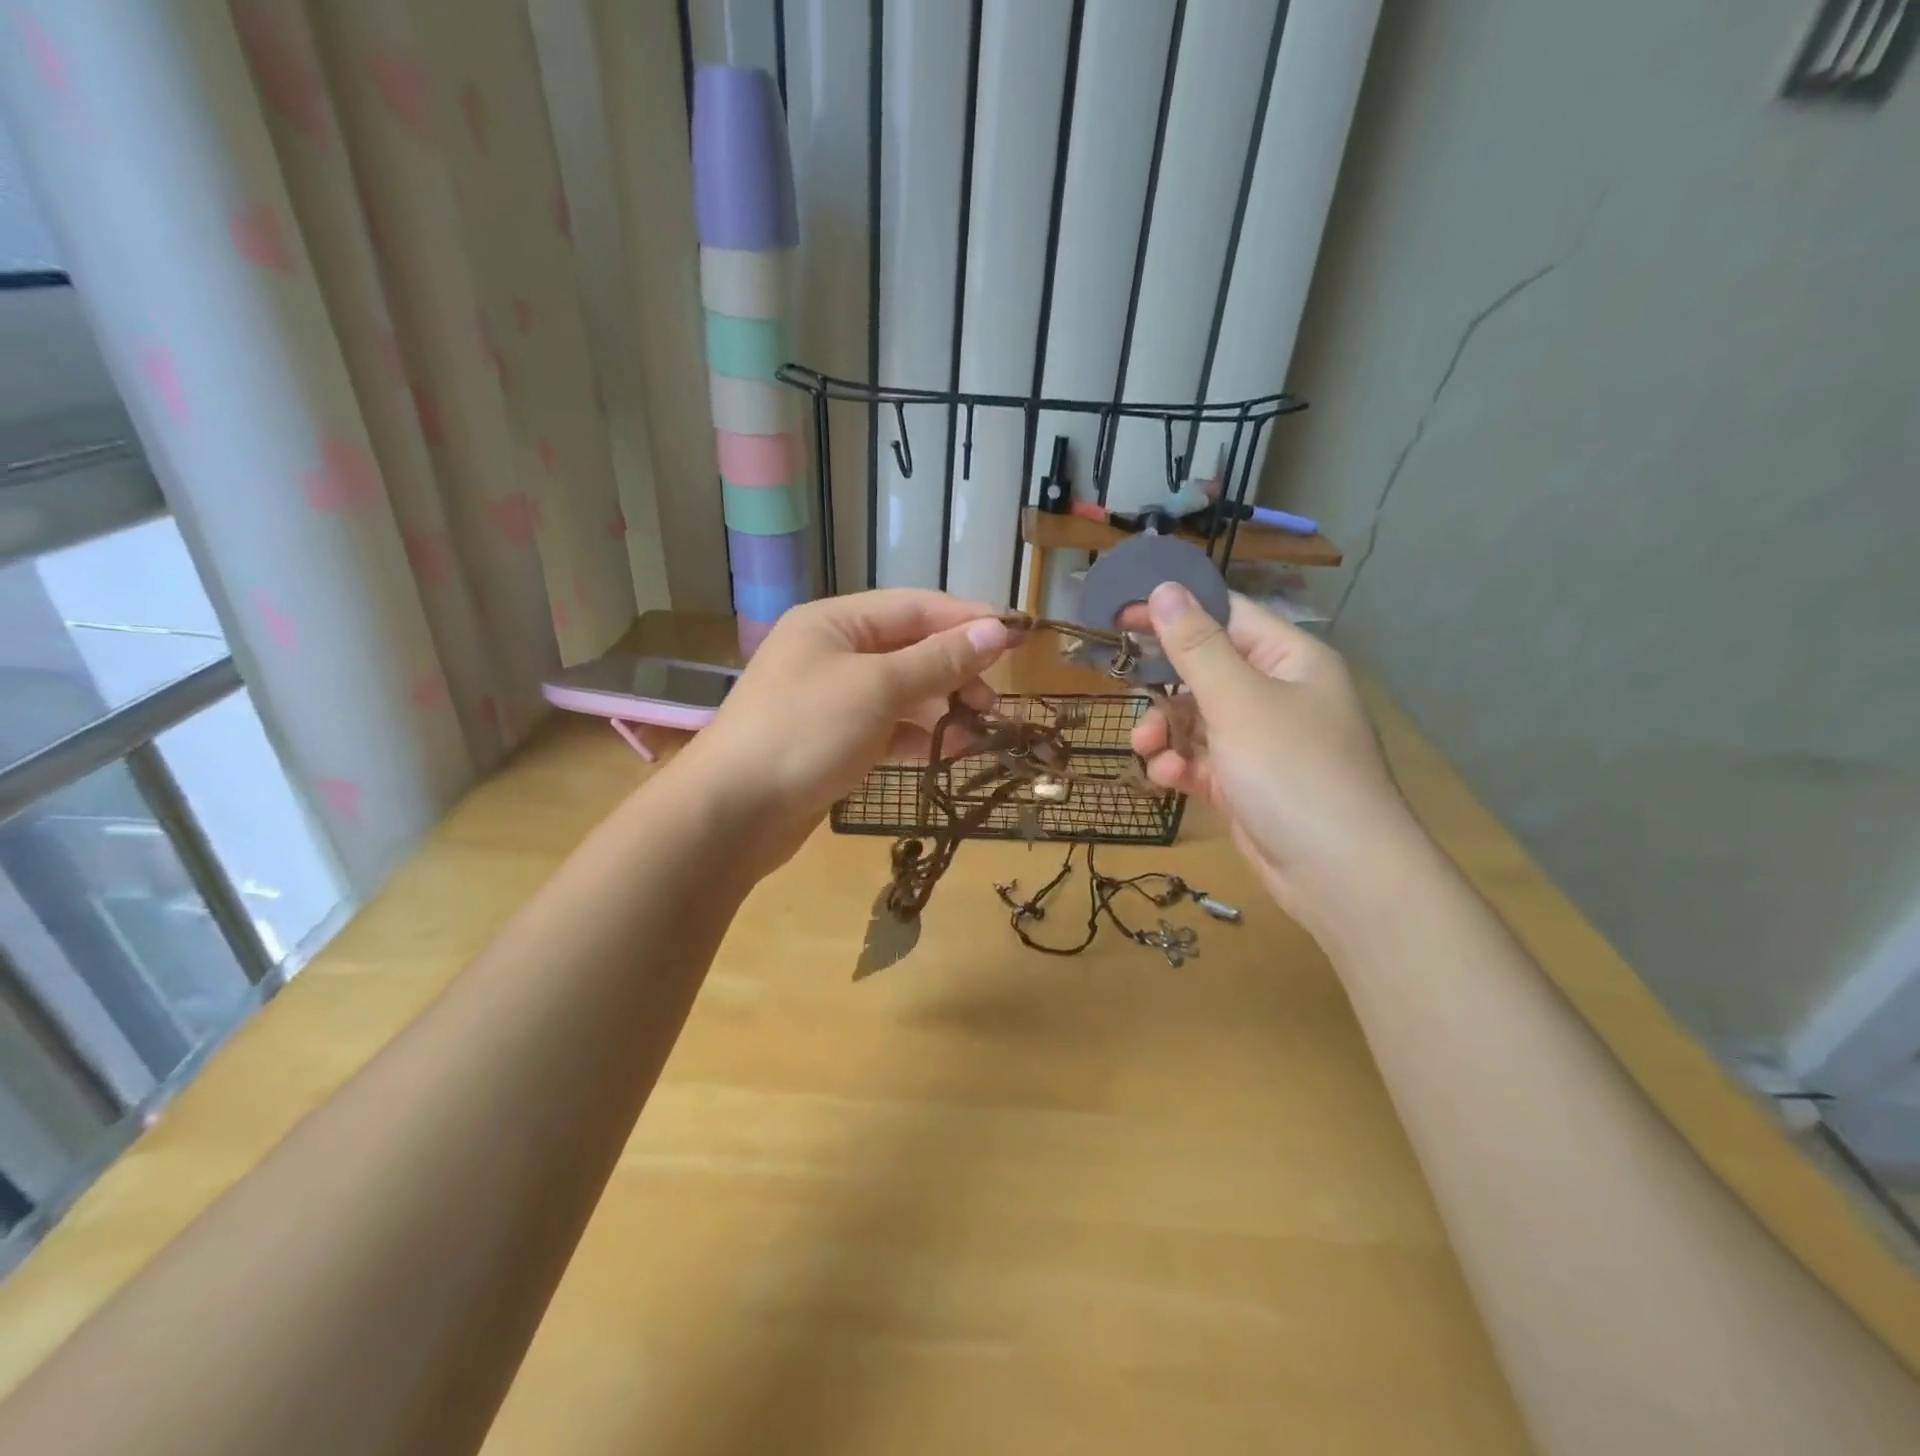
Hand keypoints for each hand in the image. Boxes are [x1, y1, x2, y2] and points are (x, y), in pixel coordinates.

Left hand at [677, 591, 1011, 873]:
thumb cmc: (804, 732)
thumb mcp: (877, 688)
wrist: (732, 814)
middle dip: (956, 670)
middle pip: (910, 649)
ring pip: (902, 691)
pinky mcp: (832, 741)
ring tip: (978, 729)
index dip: (969, 620)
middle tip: (993, 702)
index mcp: (835, 622)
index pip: (916, 607)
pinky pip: (886, 727)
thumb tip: (997, 632)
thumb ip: (939, 660)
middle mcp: (832, 652)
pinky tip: (946, 751)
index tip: (1018, 637)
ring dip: (942, 706)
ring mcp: (830, 699)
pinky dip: (916, 735)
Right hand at [1129, 584, 1425, 926]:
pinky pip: (1203, 761)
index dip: (1176, 612)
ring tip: (1146, 748)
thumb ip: (1196, 647)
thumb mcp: (1238, 701)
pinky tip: (1168, 780)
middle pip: (1206, 671)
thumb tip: (1164, 589)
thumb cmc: (1292, 771)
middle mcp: (1279, 695)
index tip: (1122, 616)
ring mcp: (1264, 742)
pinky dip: (1182, 766)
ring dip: (1166, 731)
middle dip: (1164, 685)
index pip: (1227, 616)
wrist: (1339, 874)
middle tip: (1125, 686)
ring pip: (1198, 720)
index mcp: (1290, 660)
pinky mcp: (1248, 783)